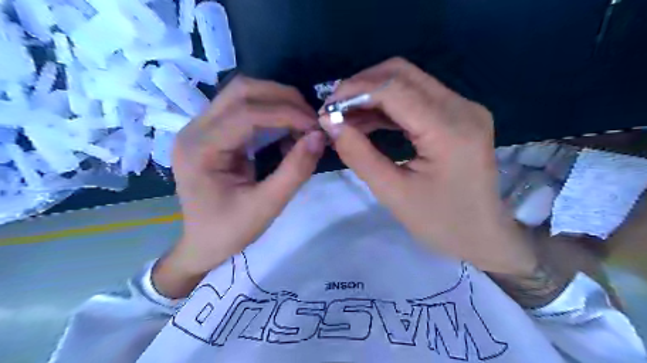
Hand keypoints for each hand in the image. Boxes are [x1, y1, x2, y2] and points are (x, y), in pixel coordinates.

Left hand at [155, 76, 325, 297]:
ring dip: (277, 101)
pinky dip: (270, 112)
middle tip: (311, 118)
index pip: (246, 113)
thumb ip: (295, 170)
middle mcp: (195, 129)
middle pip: (241, 91)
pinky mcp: (211, 131)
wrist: (202, 243)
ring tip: (302, 122)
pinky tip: (286, 130)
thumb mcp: (267, 206)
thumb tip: (319, 137)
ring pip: (242, 94)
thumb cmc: (229, 230)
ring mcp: (200, 127)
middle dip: (283, 98)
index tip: (316, 125)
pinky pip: (242, 108)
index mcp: (201, 149)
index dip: (286, 113)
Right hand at [317, 58, 535, 273]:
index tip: (326, 109)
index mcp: (449, 129)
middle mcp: (461, 107)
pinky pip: (417, 97)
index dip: (354, 91)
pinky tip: (367, 121)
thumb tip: (330, 123)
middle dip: (361, 86)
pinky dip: (388, 105)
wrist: (482, 234)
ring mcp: (463, 108)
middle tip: (335, 111)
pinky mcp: (459, 115)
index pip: (394, 88)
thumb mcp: (392, 193)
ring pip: (408, 81)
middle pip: (402, 74)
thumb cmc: (440, 222)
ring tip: (346, 118)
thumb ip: (359, 155)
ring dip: (372, 95)